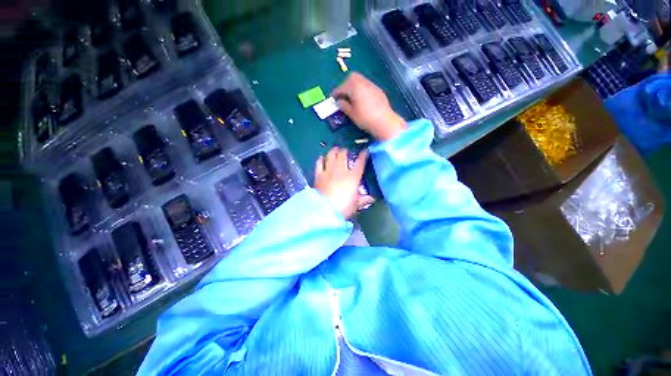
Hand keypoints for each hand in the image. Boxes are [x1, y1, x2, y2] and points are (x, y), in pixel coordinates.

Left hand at [314, 147, 374, 218]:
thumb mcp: (355, 204)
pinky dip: (320, 159)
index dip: (363, 156)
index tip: (365, 151)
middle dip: (345, 150)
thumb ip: (363, 200)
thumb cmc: (344, 207)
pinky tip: (321, 158)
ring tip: (335, 149)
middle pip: (343, 155)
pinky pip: (319, 163)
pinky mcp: (319, 175)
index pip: (360, 163)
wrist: (325, 210)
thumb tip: (372, 199)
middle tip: (345, 150)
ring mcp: (328, 171)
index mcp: (353, 177)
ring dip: (333, 151)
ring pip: (331, 156)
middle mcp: (341, 170)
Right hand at [332, 72, 406, 141]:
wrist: (385, 122)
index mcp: (355, 87)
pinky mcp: (378, 91)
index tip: (333, 97)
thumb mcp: (352, 114)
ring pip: (360, 80)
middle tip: (342, 95)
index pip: (342, 87)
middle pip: (352, 77)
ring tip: (351, 98)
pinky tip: (361, 100)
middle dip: (345, 85)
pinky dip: (361, 89)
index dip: (336, 92)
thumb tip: (340, 102)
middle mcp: (364, 83)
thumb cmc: (366, 118)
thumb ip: (344, 106)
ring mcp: (372, 86)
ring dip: (354, 86)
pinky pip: (367, 86)